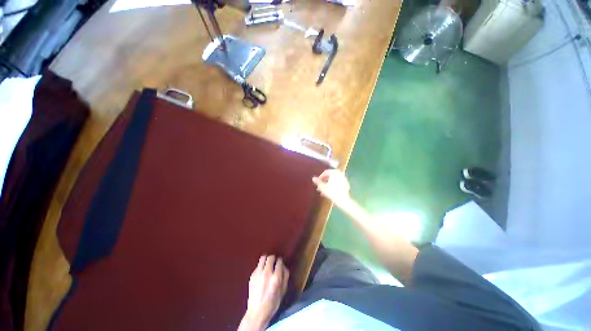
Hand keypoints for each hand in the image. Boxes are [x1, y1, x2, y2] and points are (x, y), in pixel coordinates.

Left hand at [238, 255, 288, 330]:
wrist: (257, 312)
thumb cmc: (272, 303)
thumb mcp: (283, 291)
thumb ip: (285, 276)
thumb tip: (284, 266)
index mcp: (276, 278)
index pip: (279, 261)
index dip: (280, 261)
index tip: (280, 263)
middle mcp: (267, 273)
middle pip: (271, 257)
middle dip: (274, 258)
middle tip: (274, 262)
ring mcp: (258, 274)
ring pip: (263, 258)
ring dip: (266, 259)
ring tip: (268, 264)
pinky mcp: (252, 275)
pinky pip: (258, 265)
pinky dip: (261, 266)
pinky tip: (262, 272)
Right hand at [312, 169, 351, 208]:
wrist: (343, 200)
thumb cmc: (332, 193)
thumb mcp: (323, 187)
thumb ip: (318, 182)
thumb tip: (313, 178)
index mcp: (334, 173)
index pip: (326, 172)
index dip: (320, 177)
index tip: (317, 182)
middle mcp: (340, 174)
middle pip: (330, 176)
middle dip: (325, 180)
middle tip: (320, 186)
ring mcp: (344, 179)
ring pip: (334, 180)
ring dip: (329, 183)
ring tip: (324, 190)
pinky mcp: (346, 185)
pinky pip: (338, 183)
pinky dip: (334, 185)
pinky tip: (331, 191)